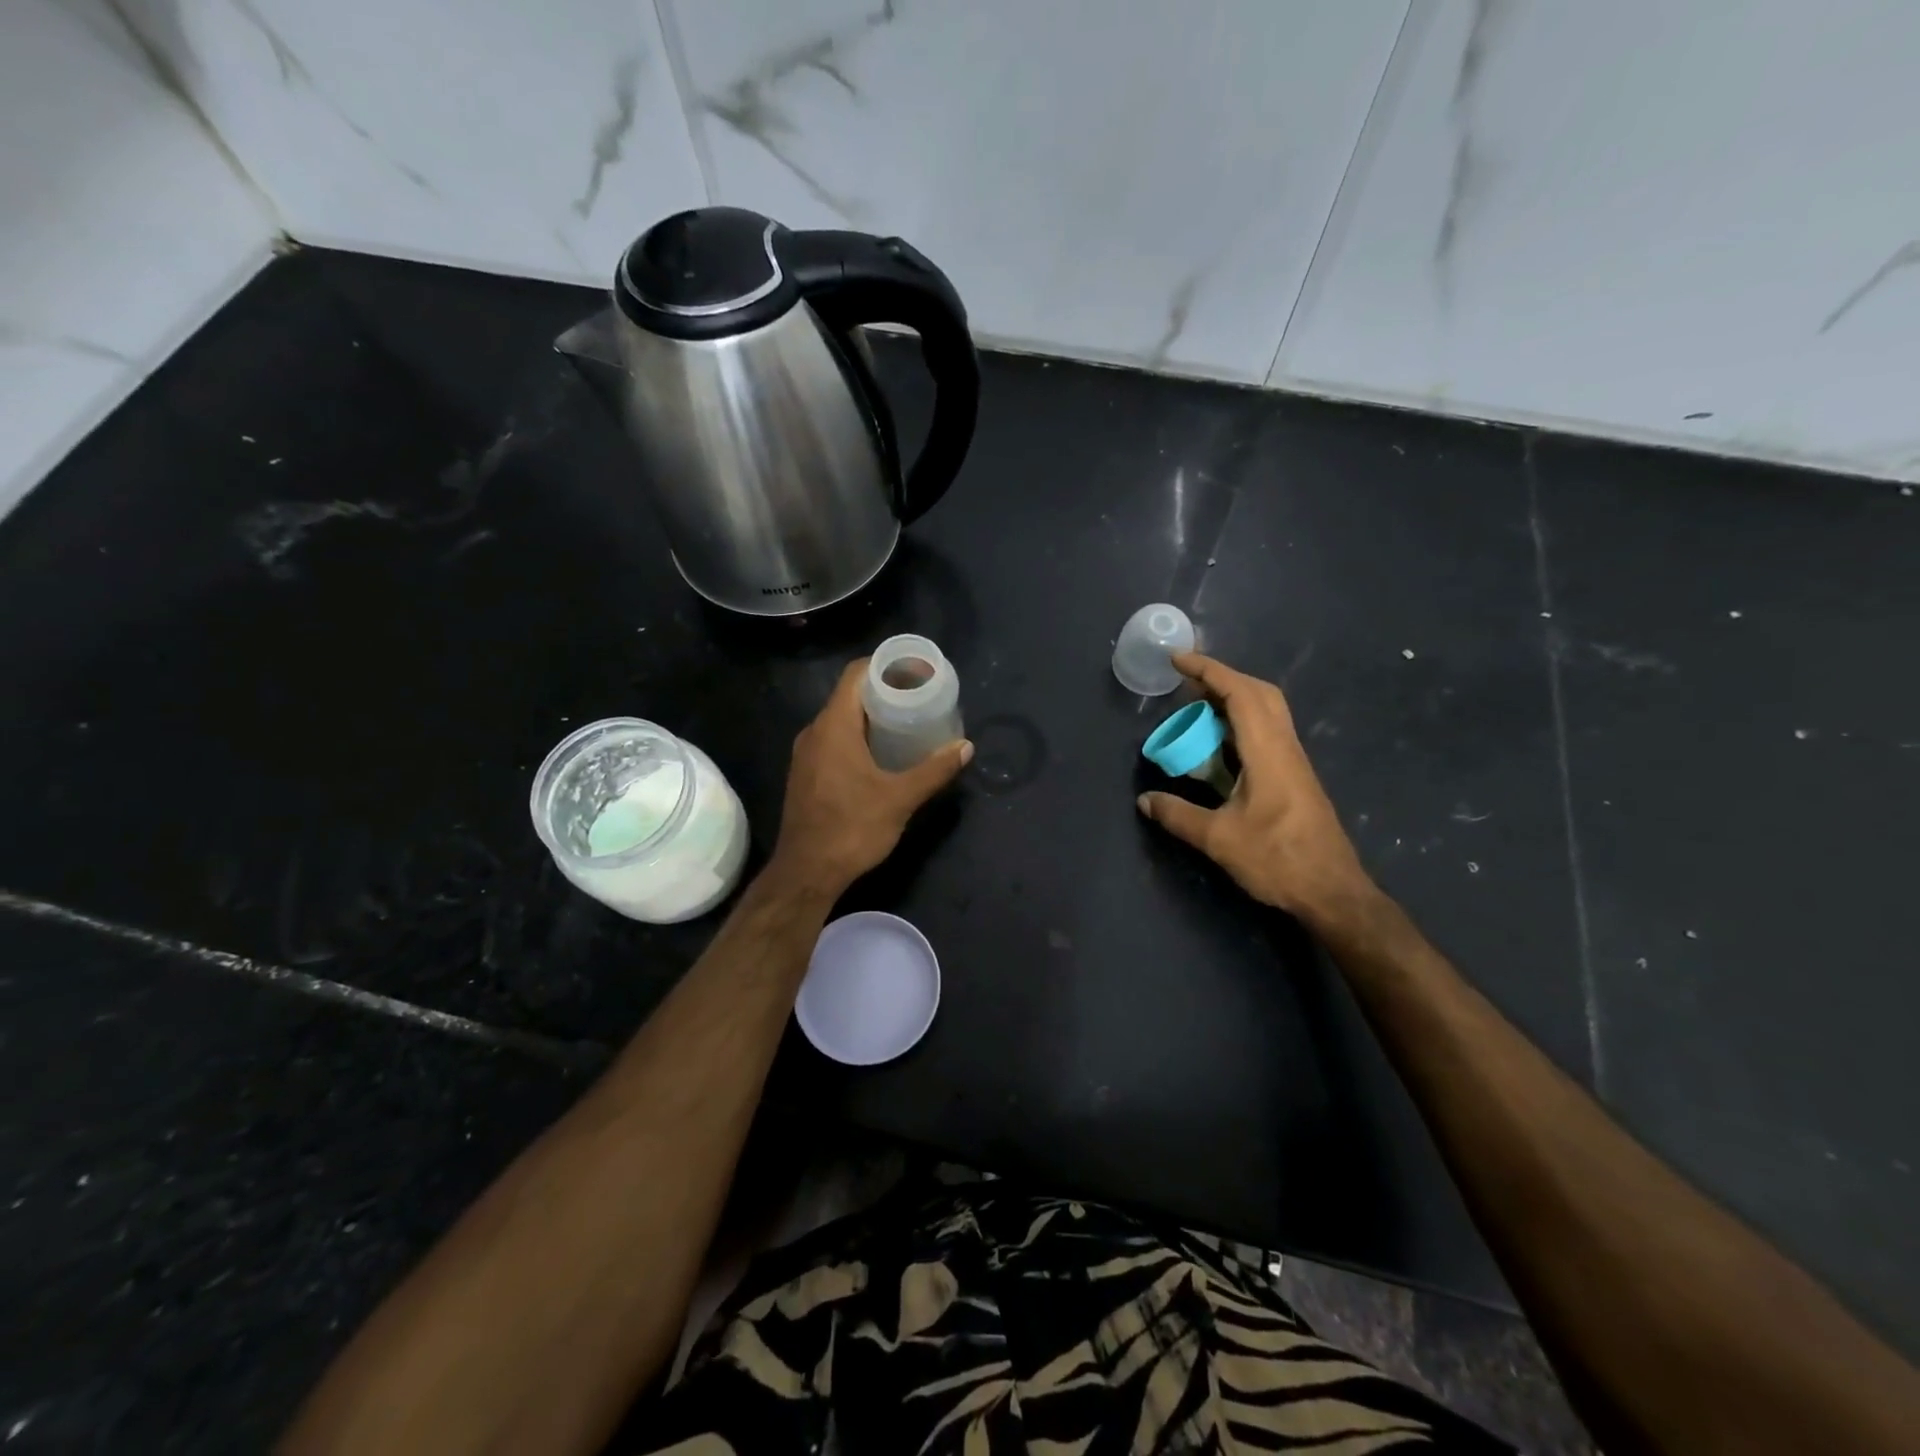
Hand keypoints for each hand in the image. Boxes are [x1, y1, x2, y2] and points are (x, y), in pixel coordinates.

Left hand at [769, 659, 972, 897]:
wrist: (806, 873)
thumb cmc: (852, 829)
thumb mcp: (900, 798)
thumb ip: (934, 770)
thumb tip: (965, 747)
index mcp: (834, 726)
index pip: (856, 674)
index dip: (884, 666)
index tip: (914, 671)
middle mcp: (814, 732)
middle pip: (849, 696)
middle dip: (883, 692)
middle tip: (919, 698)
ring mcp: (806, 754)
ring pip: (840, 720)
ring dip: (871, 717)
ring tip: (906, 724)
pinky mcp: (806, 774)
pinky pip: (833, 740)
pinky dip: (857, 737)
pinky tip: (881, 755)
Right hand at [1137, 652, 1374, 926]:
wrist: (1332, 891)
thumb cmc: (1277, 860)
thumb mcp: (1218, 839)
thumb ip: (1178, 815)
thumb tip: (1145, 801)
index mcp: (1268, 752)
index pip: (1240, 693)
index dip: (1208, 671)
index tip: (1178, 660)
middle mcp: (1285, 747)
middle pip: (1260, 693)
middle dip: (1223, 678)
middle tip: (1188, 684)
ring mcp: (1294, 762)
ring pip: (1268, 711)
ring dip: (1234, 699)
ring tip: (1198, 708)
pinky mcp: (1295, 778)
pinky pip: (1268, 732)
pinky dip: (1242, 722)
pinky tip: (1220, 745)